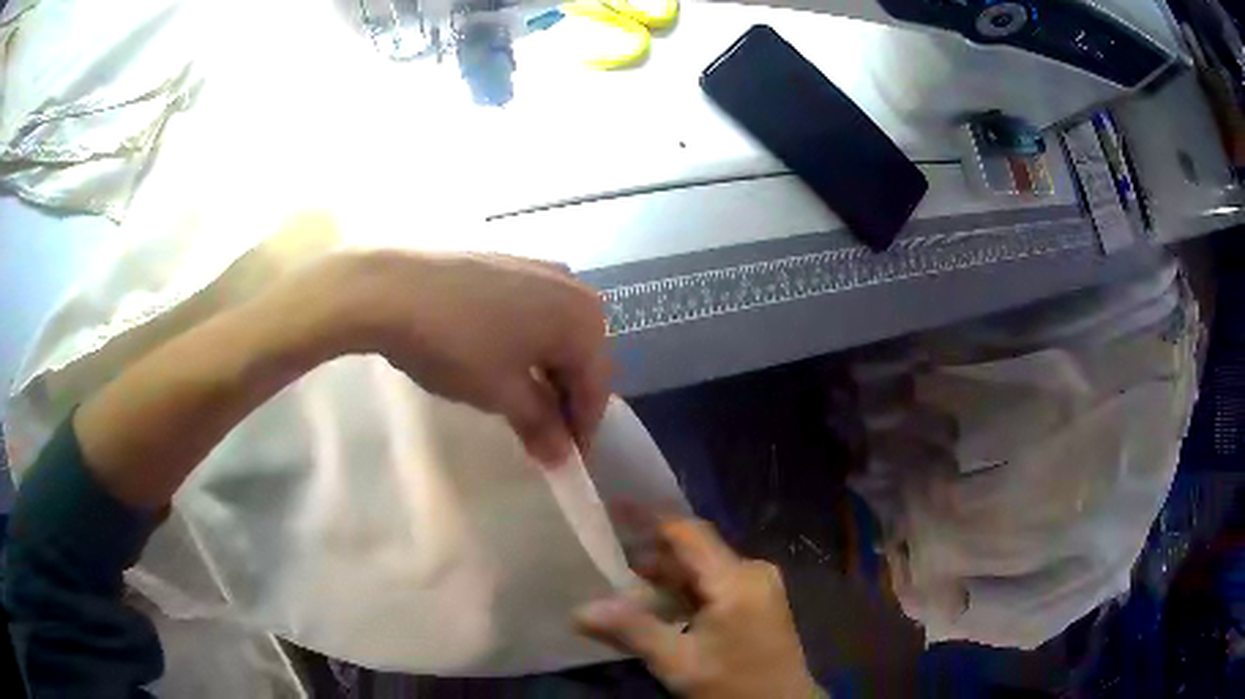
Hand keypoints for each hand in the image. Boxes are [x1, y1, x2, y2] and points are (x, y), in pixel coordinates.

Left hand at [272, 249, 610, 464]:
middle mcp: (574, 287)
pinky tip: (502, 361)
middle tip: (542, 435)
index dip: (582, 429)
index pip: (596, 388)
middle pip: (581, 357)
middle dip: (564, 399)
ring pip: (556, 334)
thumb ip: (542, 425)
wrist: (393, 288)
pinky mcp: (510, 262)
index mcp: (584, 319)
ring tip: (519, 402)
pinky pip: (534, 312)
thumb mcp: (502, 394)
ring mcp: (541, 269)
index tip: (566, 460)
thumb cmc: (457, 344)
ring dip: (546, 372)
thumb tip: (562, 456)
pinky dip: (528, 344)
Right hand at [574, 519, 821, 698]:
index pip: (687, 533)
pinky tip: (658, 603)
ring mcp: (759, 584)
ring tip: (623, 580)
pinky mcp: (758, 598)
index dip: (648, 517)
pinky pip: (715, 581)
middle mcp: (752, 571)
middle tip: (607, 552)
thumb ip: (632, 631)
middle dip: (651, 552)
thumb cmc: (733, 685)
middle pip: (694, 549)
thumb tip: (579, 611)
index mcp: (736, 580)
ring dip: (666, 574)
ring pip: (703, 567)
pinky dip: (685, 589)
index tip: (611, 505)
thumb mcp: (679, 663)